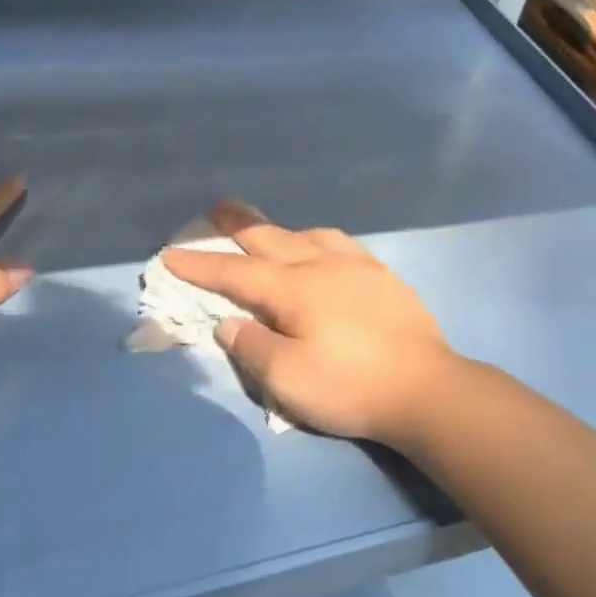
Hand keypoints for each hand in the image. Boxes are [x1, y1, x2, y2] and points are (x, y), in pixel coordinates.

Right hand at [161, 205, 459, 443]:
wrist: (425, 388)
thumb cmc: (351, 386)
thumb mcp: (288, 380)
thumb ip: (252, 347)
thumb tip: (228, 323)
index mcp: (294, 289)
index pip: (235, 273)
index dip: (200, 265)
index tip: (170, 253)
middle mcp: (322, 265)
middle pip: (271, 239)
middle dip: (238, 226)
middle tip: (216, 208)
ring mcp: (357, 266)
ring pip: (308, 235)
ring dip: (280, 230)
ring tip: (269, 232)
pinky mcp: (383, 275)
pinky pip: (340, 243)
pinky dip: (317, 239)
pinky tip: (323, 248)